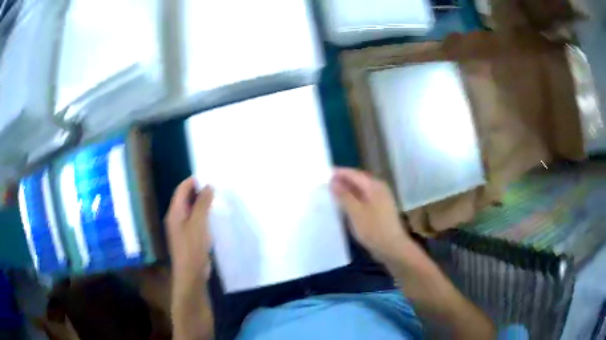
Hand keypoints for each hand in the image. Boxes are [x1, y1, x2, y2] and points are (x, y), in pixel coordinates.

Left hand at [164, 178, 213, 283]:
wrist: (191, 273)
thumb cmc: (193, 247)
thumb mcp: (198, 223)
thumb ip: (202, 203)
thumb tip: (208, 186)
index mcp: (174, 212)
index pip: (181, 190)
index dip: (192, 181)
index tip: (208, 178)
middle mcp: (175, 218)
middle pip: (184, 198)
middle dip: (197, 191)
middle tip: (214, 188)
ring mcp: (181, 228)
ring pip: (190, 210)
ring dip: (200, 203)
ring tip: (214, 199)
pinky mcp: (188, 237)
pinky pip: (194, 220)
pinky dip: (201, 215)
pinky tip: (211, 217)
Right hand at [331, 168, 410, 261]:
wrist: (392, 247)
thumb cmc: (373, 229)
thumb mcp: (355, 212)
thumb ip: (344, 195)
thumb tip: (333, 181)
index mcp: (374, 186)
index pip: (353, 173)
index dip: (339, 173)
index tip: (323, 175)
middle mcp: (379, 188)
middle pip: (358, 180)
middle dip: (342, 181)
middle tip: (325, 185)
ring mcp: (381, 199)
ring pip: (361, 190)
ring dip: (347, 190)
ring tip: (332, 194)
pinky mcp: (380, 209)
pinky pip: (364, 198)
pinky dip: (353, 199)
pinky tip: (344, 206)